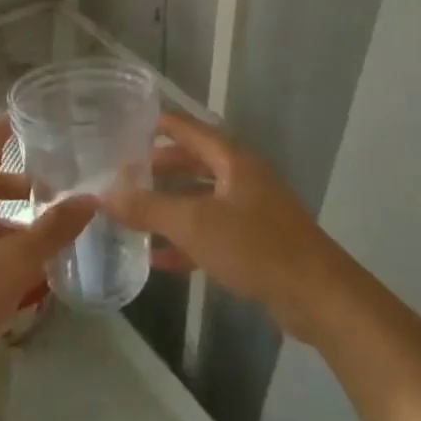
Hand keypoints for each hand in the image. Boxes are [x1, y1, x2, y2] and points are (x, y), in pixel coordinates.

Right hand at [100, 109, 354, 341]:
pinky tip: (158, 258)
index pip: (188, 128)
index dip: (158, 125)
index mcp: (232, 159)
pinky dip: (186, 240)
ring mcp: (251, 210)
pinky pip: (212, 231)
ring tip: (134, 214)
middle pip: (193, 162)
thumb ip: (148, 208)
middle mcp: (242, 176)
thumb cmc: (254, 246)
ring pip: (201, 199)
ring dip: (170, 206)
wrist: (318, 296)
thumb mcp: (194, 224)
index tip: (125, 126)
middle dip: (159, 169)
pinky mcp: (256, 243)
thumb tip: (103, 194)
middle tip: (124, 175)